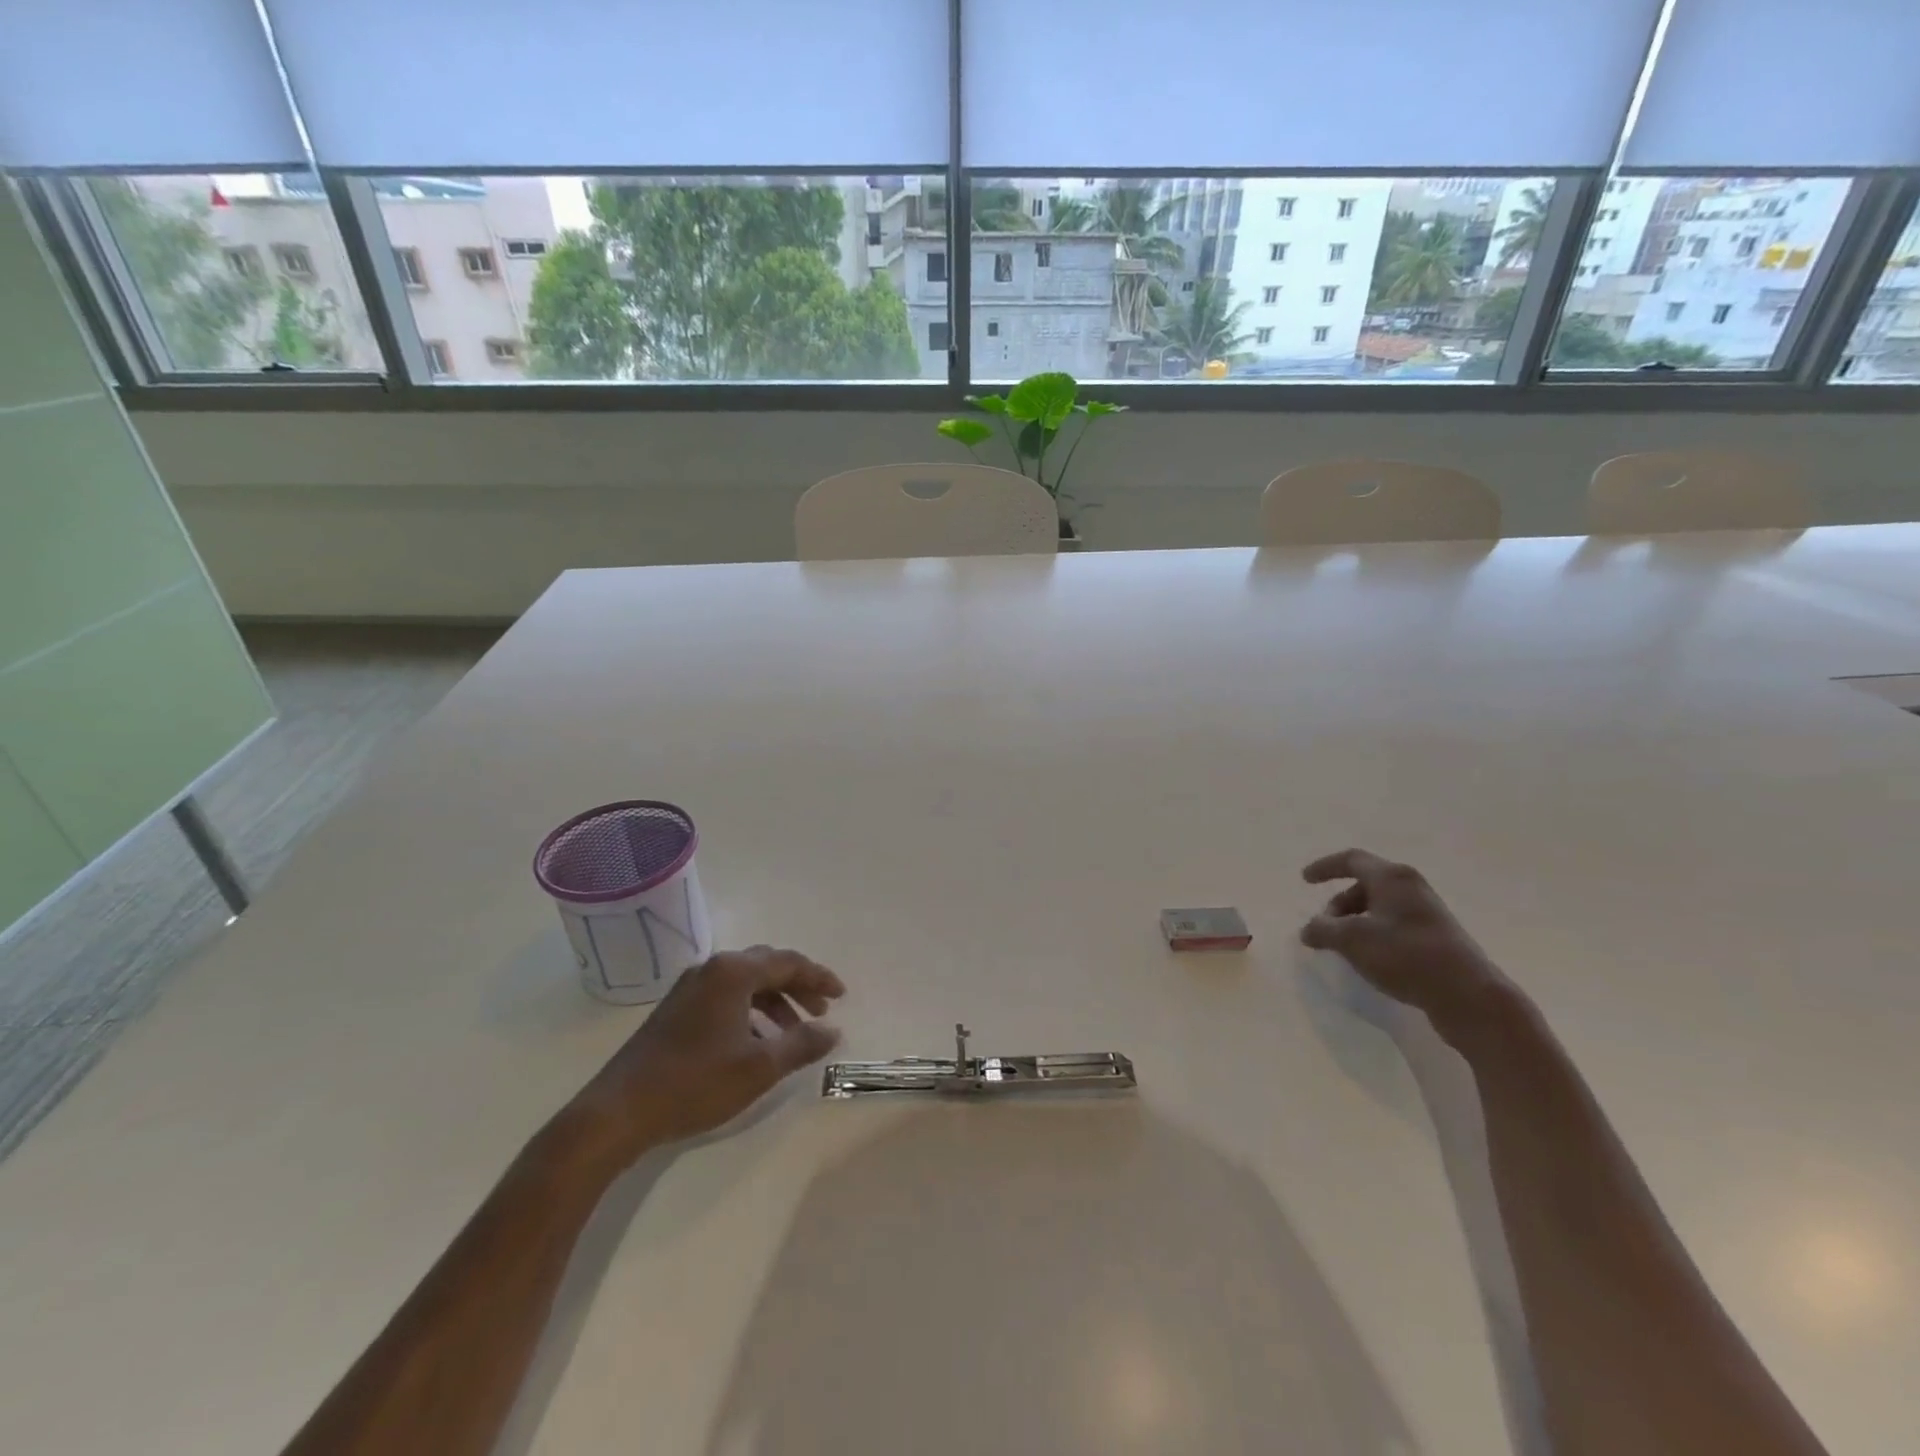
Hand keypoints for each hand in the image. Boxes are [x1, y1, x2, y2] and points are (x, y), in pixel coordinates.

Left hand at [565, 946, 844, 1164]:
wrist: (618, 1111)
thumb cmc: (695, 1083)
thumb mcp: (759, 1067)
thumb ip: (801, 1044)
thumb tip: (833, 1031)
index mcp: (733, 972)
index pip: (788, 962)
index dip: (819, 978)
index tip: (842, 997)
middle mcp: (712, 969)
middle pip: (767, 967)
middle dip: (798, 987)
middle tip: (822, 1012)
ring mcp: (689, 988)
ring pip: (745, 983)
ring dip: (775, 1001)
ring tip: (794, 1032)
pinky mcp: (676, 1010)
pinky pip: (726, 997)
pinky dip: (750, 1011)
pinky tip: (756, 1042)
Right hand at [1300, 849, 1512, 1040]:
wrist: (1468, 995)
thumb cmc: (1405, 955)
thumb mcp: (1352, 940)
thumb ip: (1323, 930)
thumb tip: (1309, 930)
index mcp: (1391, 878)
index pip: (1351, 860)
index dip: (1325, 867)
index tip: (1305, 880)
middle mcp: (1411, 887)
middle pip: (1365, 884)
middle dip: (1339, 904)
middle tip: (1325, 928)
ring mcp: (1427, 912)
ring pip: (1380, 906)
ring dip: (1355, 921)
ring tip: (1345, 947)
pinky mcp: (1437, 936)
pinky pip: (1394, 923)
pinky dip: (1374, 933)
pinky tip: (1370, 958)